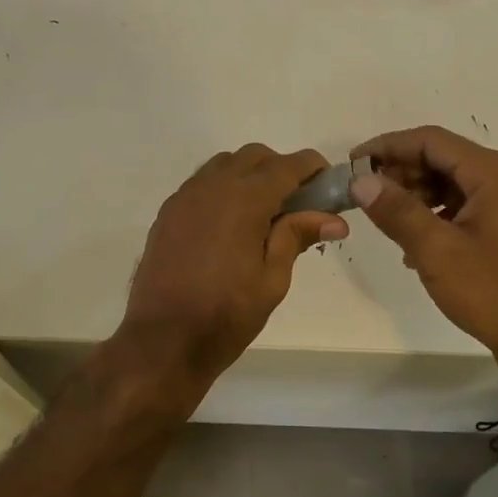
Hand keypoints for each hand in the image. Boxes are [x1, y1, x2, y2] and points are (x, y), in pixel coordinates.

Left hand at [117, 144, 345, 387]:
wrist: (163, 340)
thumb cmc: (226, 315)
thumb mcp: (272, 279)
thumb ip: (297, 237)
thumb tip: (334, 219)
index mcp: (244, 200)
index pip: (286, 165)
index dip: (312, 167)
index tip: (328, 181)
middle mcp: (212, 187)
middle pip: (254, 156)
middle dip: (280, 168)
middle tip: (297, 202)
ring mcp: (184, 197)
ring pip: (224, 165)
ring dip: (249, 175)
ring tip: (262, 212)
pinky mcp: (167, 213)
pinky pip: (201, 184)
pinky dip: (222, 189)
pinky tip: (229, 223)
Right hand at [350, 126, 497, 362]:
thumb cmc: (490, 289)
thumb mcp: (436, 250)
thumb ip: (396, 210)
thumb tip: (360, 180)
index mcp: (494, 173)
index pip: (431, 141)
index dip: (388, 146)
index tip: (353, 162)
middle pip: (443, 158)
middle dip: (401, 171)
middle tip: (364, 192)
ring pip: (453, 182)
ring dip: (416, 193)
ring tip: (384, 216)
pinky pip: (465, 204)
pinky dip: (436, 212)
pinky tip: (413, 239)